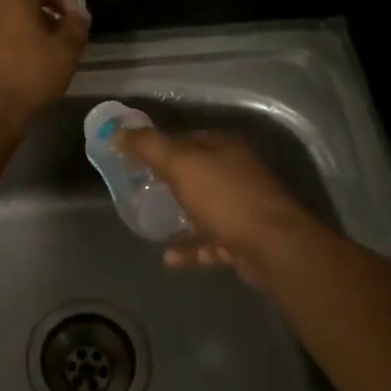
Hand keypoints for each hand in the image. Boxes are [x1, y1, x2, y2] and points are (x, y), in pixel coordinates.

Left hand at [0, 0, 90, 132]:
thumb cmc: (28, 80)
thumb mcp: (65, 53)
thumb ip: (76, 27)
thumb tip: (79, 14)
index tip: (74, 21)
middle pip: (16, 2)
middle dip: (39, 17)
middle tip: (55, 41)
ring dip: (16, 35)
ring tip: (32, 61)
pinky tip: (6, 76)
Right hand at [110, 127, 318, 286]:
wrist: (272, 247)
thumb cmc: (224, 197)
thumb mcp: (180, 164)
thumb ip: (148, 146)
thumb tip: (117, 132)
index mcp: (224, 147)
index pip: (186, 138)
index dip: (158, 147)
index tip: (133, 160)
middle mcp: (237, 171)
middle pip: (195, 173)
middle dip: (167, 182)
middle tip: (138, 193)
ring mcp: (244, 206)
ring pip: (204, 208)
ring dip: (179, 217)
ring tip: (152, 224)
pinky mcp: (246, 238)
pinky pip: (212, 241)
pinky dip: (192, 247)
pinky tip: (170, 257)